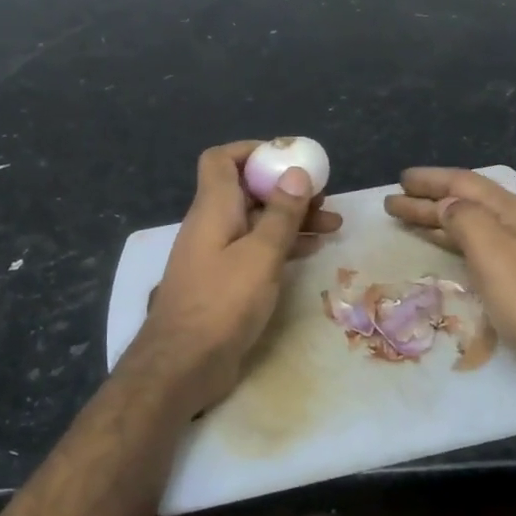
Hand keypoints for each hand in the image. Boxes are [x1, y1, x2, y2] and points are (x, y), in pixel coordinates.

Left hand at [126, 140, 341, 417]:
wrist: (183, 364)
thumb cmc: (221, 303)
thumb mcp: (259, 255)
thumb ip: (280, 214)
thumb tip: (295, 173)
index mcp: (213, 208)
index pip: (222, 159)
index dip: (252, 151)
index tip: (289, 158)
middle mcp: (212, 225)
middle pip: (247, 190)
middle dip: (286, 188)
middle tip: (324, 197)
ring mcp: (217, 254)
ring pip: (257, 222)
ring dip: (291, 219)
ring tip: (332, 225)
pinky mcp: (225, 281)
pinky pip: (256, 250)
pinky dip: (282, 244)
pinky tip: (312, 249)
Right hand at [384, 167, 515, 406]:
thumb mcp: (497, 256)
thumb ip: (468, 220)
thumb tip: (446, 203)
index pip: (465, 183)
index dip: (431, 180)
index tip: (399, 180)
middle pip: (468, 201)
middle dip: (429, 199)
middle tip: (392, 201)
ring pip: (474, 223)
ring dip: (439, 219)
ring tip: (408, 219)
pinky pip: (481, 245)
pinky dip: (456, 240)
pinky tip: (446, 246)